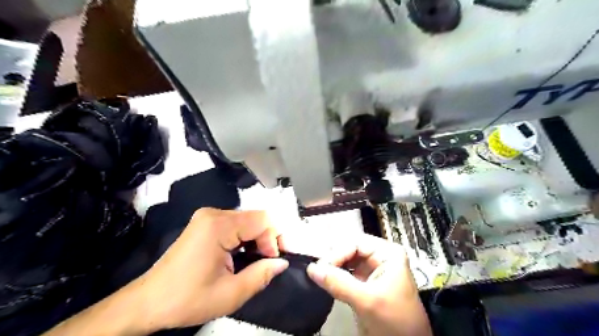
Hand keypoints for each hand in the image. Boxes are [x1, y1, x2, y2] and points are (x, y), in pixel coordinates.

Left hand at [132, 209, 289, 331]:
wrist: (148, 302)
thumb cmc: (187, 299)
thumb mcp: (231, 294)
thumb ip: (262, 275)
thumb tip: (282, 262)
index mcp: (218, 226)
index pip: (262, 220)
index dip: (274, 238)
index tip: (274, 261)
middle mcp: (213, 214)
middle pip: (255, 218)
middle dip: (267, 239)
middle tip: (268, 262)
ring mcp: (207, 217)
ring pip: (247, 220)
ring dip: (257, 239)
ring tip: (256, 261)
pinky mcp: (205, 223)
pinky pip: (235, 224)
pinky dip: (245, 238)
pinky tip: (242, 255)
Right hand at [308, 234, 430, 335]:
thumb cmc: (398, 322)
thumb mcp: (368, 301)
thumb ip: (339, 283)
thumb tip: (313, 269)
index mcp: (388, 254)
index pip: (356, 243)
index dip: (337, 253)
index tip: (321, 267)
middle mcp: (380, 258)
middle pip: (349, 250)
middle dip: (334, 260)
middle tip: (319, 272)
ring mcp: (371, 270)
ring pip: (345, 261)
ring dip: (333, 268)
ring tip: (321, 277)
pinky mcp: (364, 283)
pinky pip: (345, 274)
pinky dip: (335, 277)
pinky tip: (327, 282)